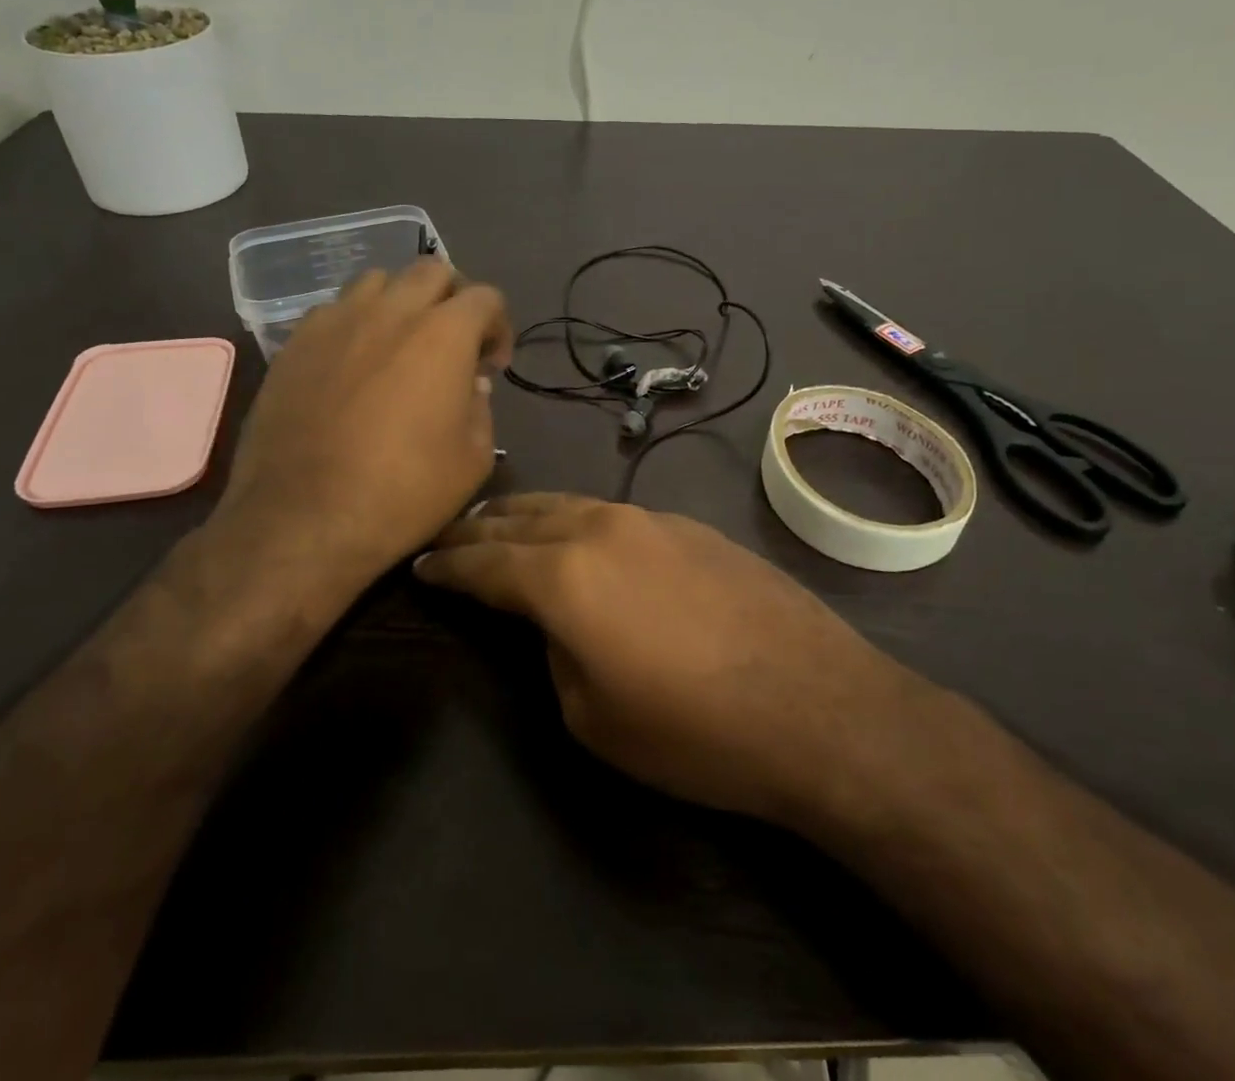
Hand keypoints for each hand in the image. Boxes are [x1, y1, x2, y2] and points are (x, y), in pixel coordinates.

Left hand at [201, 259, 510, 618]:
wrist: (304, 520)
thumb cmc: (403, 492)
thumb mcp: (473, 460)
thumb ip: (481, 408)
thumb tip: (468, 382)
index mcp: (443, 334)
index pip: (485, 297)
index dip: (498, 326)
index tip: (491, 365)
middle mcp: (390, 312)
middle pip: (431, 271)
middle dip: (452, 298)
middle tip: (452, 343)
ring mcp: (335, 322)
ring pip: (377, 281)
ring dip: (400, 302)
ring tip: (399, 344)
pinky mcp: (294, 344)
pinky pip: (333, 311)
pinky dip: (354, 323)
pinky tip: (352, 364)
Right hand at [414, 494, 949, 830]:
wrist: (814, 704)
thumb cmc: (693, 730)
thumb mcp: (592, 717)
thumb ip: (554, 652)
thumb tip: (554, 622)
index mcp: (563, 576)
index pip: (484, 563)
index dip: (447, 567)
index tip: (420, 565)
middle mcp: (601, 528)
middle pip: (522, 517)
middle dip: (479, 528)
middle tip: (450, 537)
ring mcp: (651, 519)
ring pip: (569, 504)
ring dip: (527, 514)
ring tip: (502, 523)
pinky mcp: (690, 525)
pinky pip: (612, 513)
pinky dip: (577, 520)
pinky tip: (577, 534)